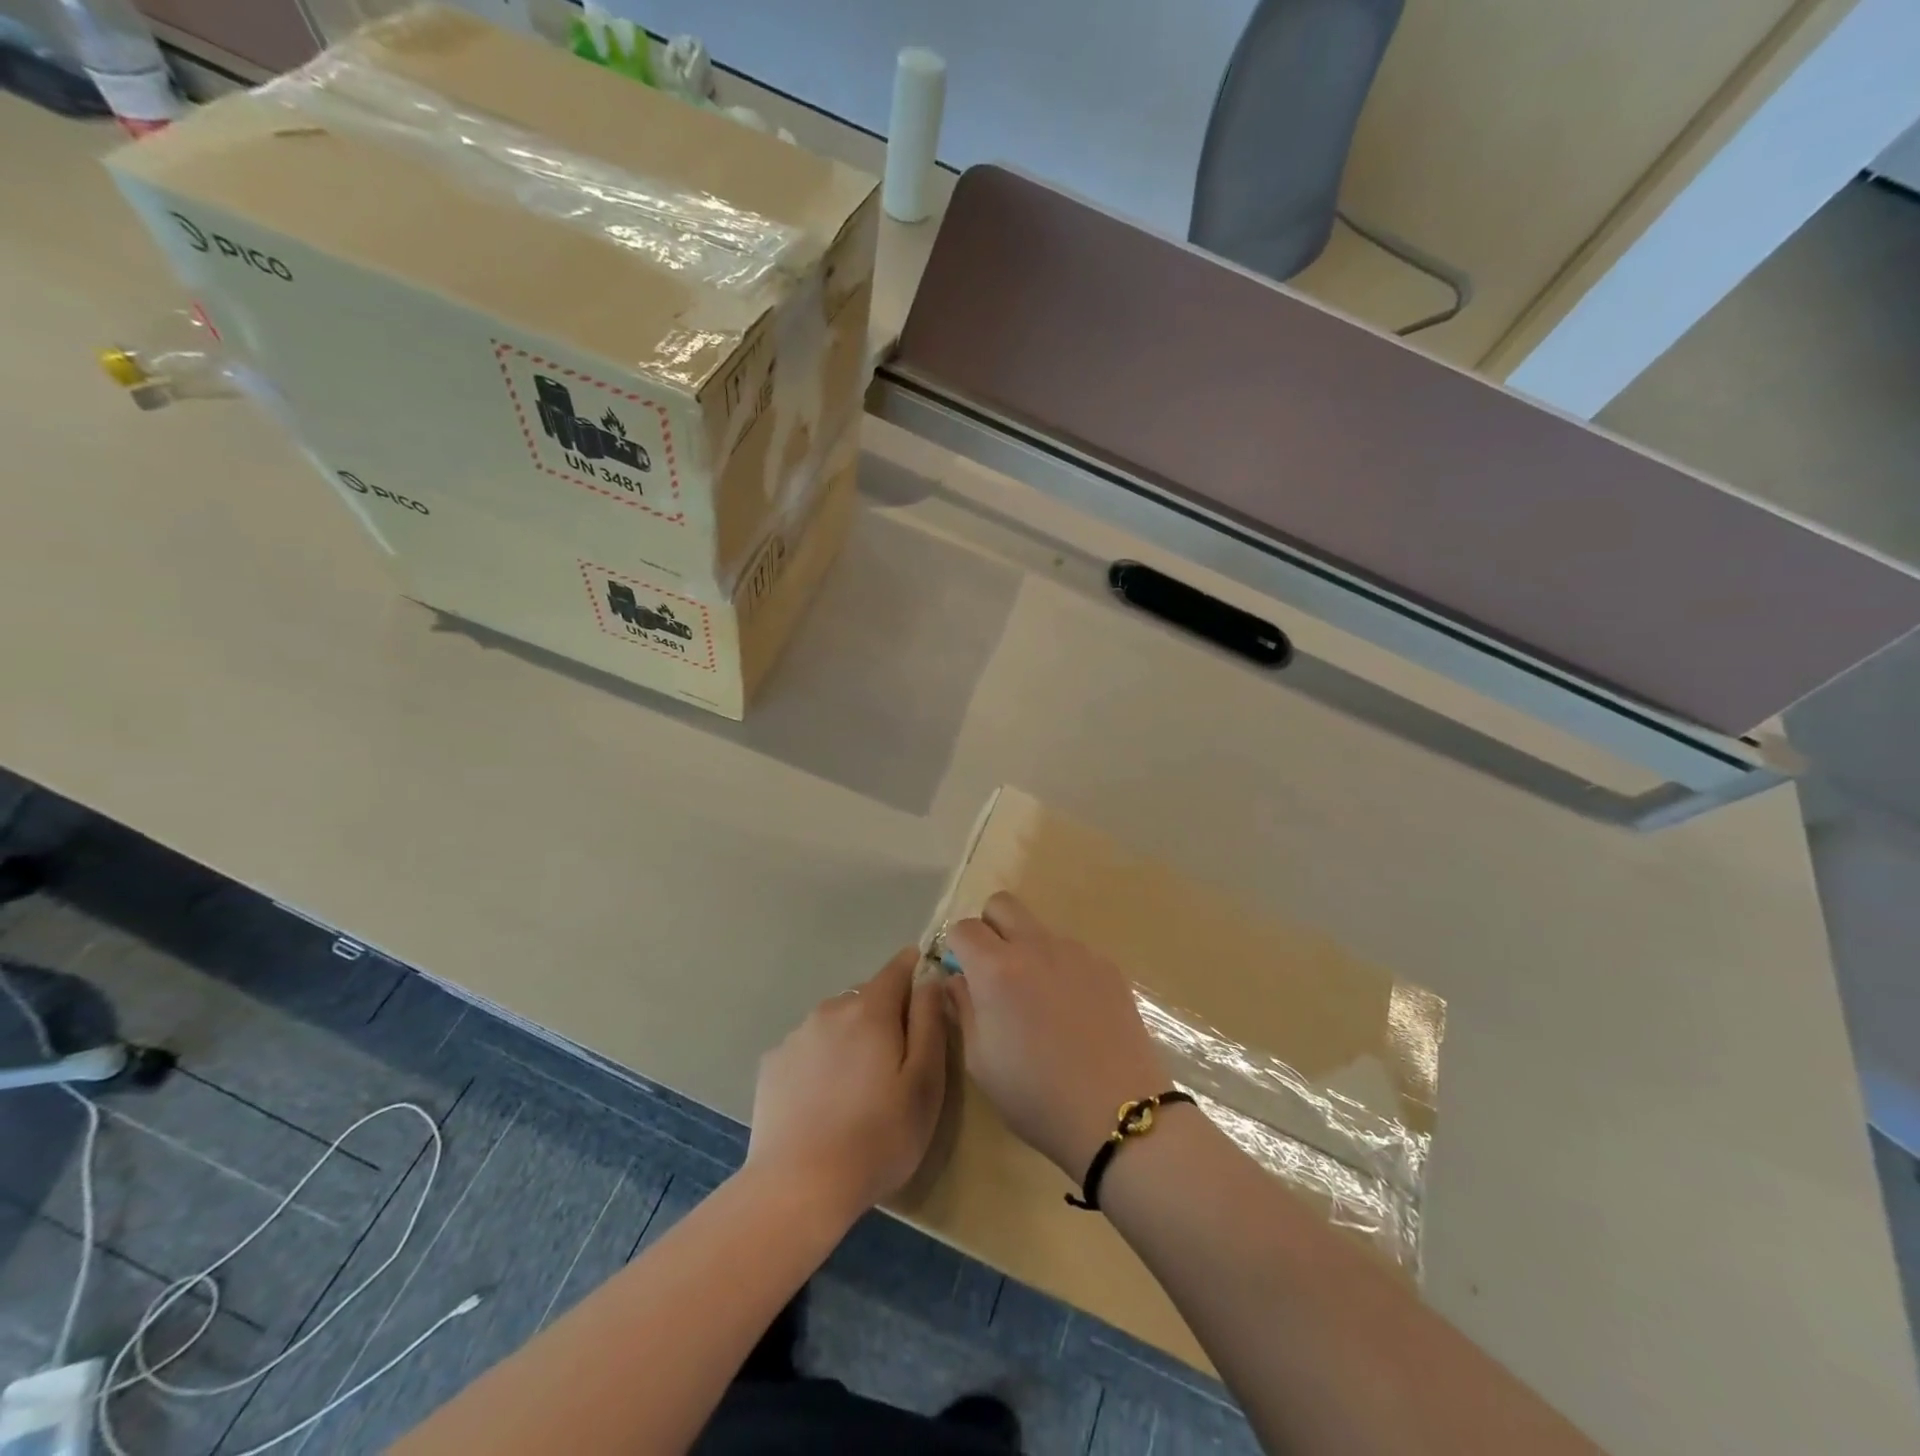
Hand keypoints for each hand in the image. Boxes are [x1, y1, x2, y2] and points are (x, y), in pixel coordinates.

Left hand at [747, 948, 948, 1221]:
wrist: (798, 1187)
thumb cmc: (878, 1136)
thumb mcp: (925, 1082)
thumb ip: (930, 1021)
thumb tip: (930, 978)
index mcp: (870, 1009)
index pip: (899, 967)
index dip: (917, 972)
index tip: (927, 997)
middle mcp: (830, 1009)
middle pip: (867, 997)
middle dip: (886, 1016)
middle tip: (897, 1064)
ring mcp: (796, 1035)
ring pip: (836, 1022)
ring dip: (851, 1038)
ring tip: (858, 1088)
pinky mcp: (772, 1063)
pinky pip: (808, 1048)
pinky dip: (821, 1061)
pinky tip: (823, 1101)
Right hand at [945, 893, 1167, 1177]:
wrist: (1118, 1112)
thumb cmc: (1036, 1096)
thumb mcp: (980, 1061)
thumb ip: (964, 1008)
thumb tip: (957, 979)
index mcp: (997, 969)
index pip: (963, 927)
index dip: (956, 948)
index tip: (963, 975)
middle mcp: (1036, 946)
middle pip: (1002, 904)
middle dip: (990, 927)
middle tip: (994, 970)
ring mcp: (1076, 952)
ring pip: (1039, 929)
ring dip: (1029, 949)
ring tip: (1040, 1001)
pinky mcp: (1107, 965)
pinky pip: (1072, 951)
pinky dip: (1061, 968)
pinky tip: (1073, 1011)